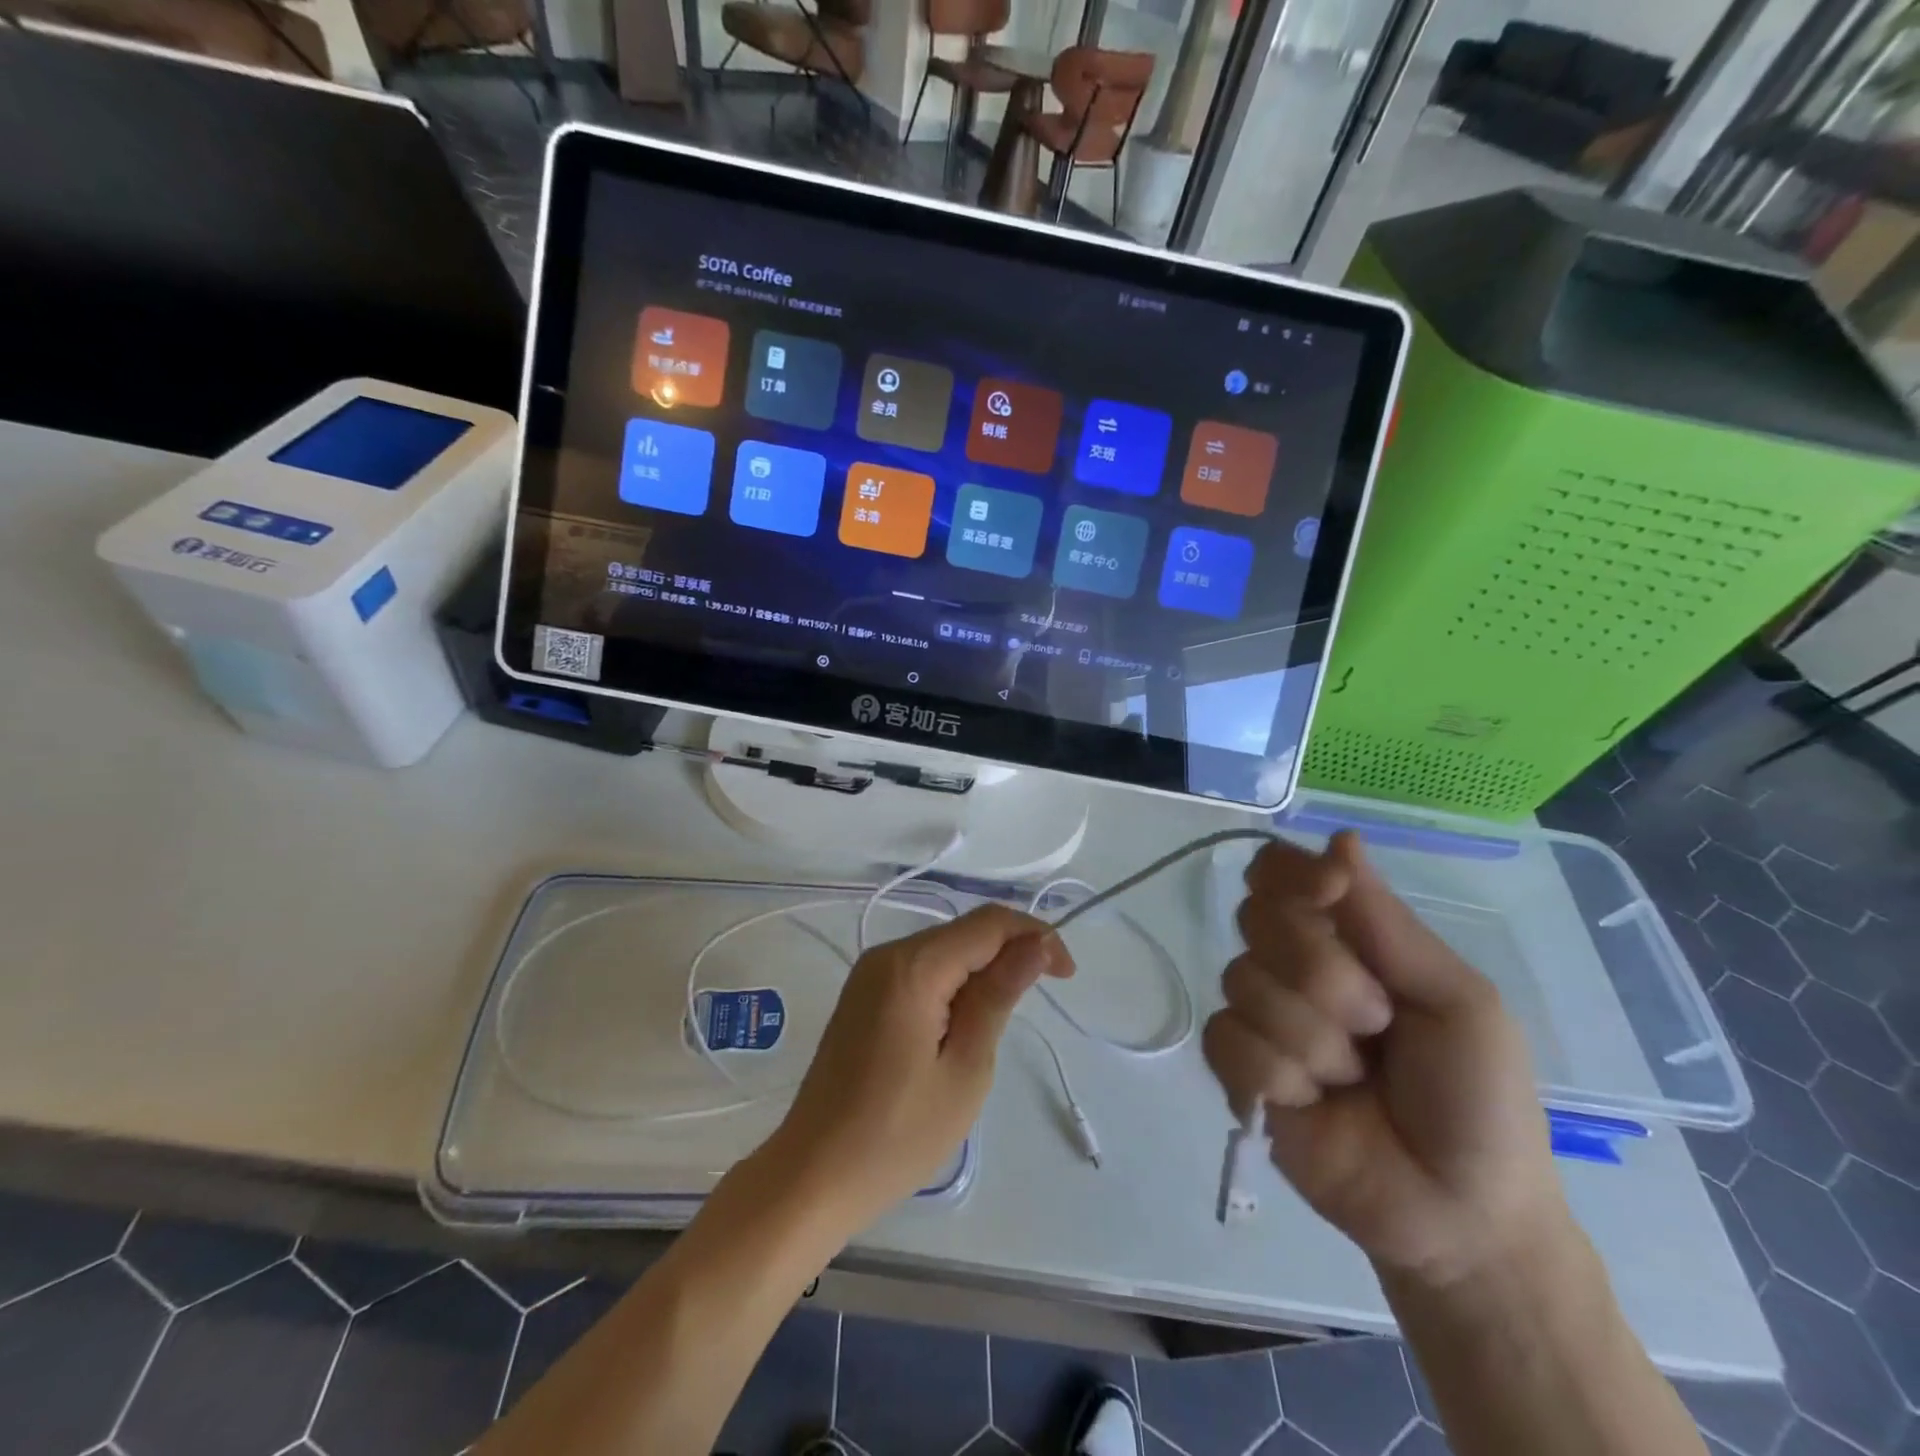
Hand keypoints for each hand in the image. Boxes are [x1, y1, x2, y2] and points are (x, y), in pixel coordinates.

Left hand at [759, 905, 1072, 1233]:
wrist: (813, 1175)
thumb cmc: (897, 1135)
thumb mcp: (966, 1068)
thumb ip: (999, 996)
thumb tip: (1036, 944)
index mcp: (912, 967)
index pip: (988, 924)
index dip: (1035, 936)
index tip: (1066, 975)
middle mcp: (886, 955)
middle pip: (964, 932)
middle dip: (1010, 952)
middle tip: (1040, 999)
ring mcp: (869, 973)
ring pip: (944, 949)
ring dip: (982, 970)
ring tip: (1001, 1018)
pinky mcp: (862, 994)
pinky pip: (921, 970)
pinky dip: (953, 984)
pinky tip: (964, 1022)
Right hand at [1203, 832, 1568, 1287]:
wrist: (1460, 1214)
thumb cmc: (1477, 1098)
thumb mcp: (1457, 1000)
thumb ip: (1387, 922)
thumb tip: (1340, 838)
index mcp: (1347, 939)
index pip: (1281, 873)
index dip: (1291, 875)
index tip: (1329, 894)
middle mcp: (1292, 965)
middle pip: (1258, 919)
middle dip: (1322, 973)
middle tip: (1377, 1021)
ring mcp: (1261, 1016)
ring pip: (1244, 982)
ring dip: (1313, 1038)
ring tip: (1354, 1079)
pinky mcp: (1237, 1069)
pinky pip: (1228, 1039)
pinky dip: (1278, 1075)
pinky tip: (1312, 1103)